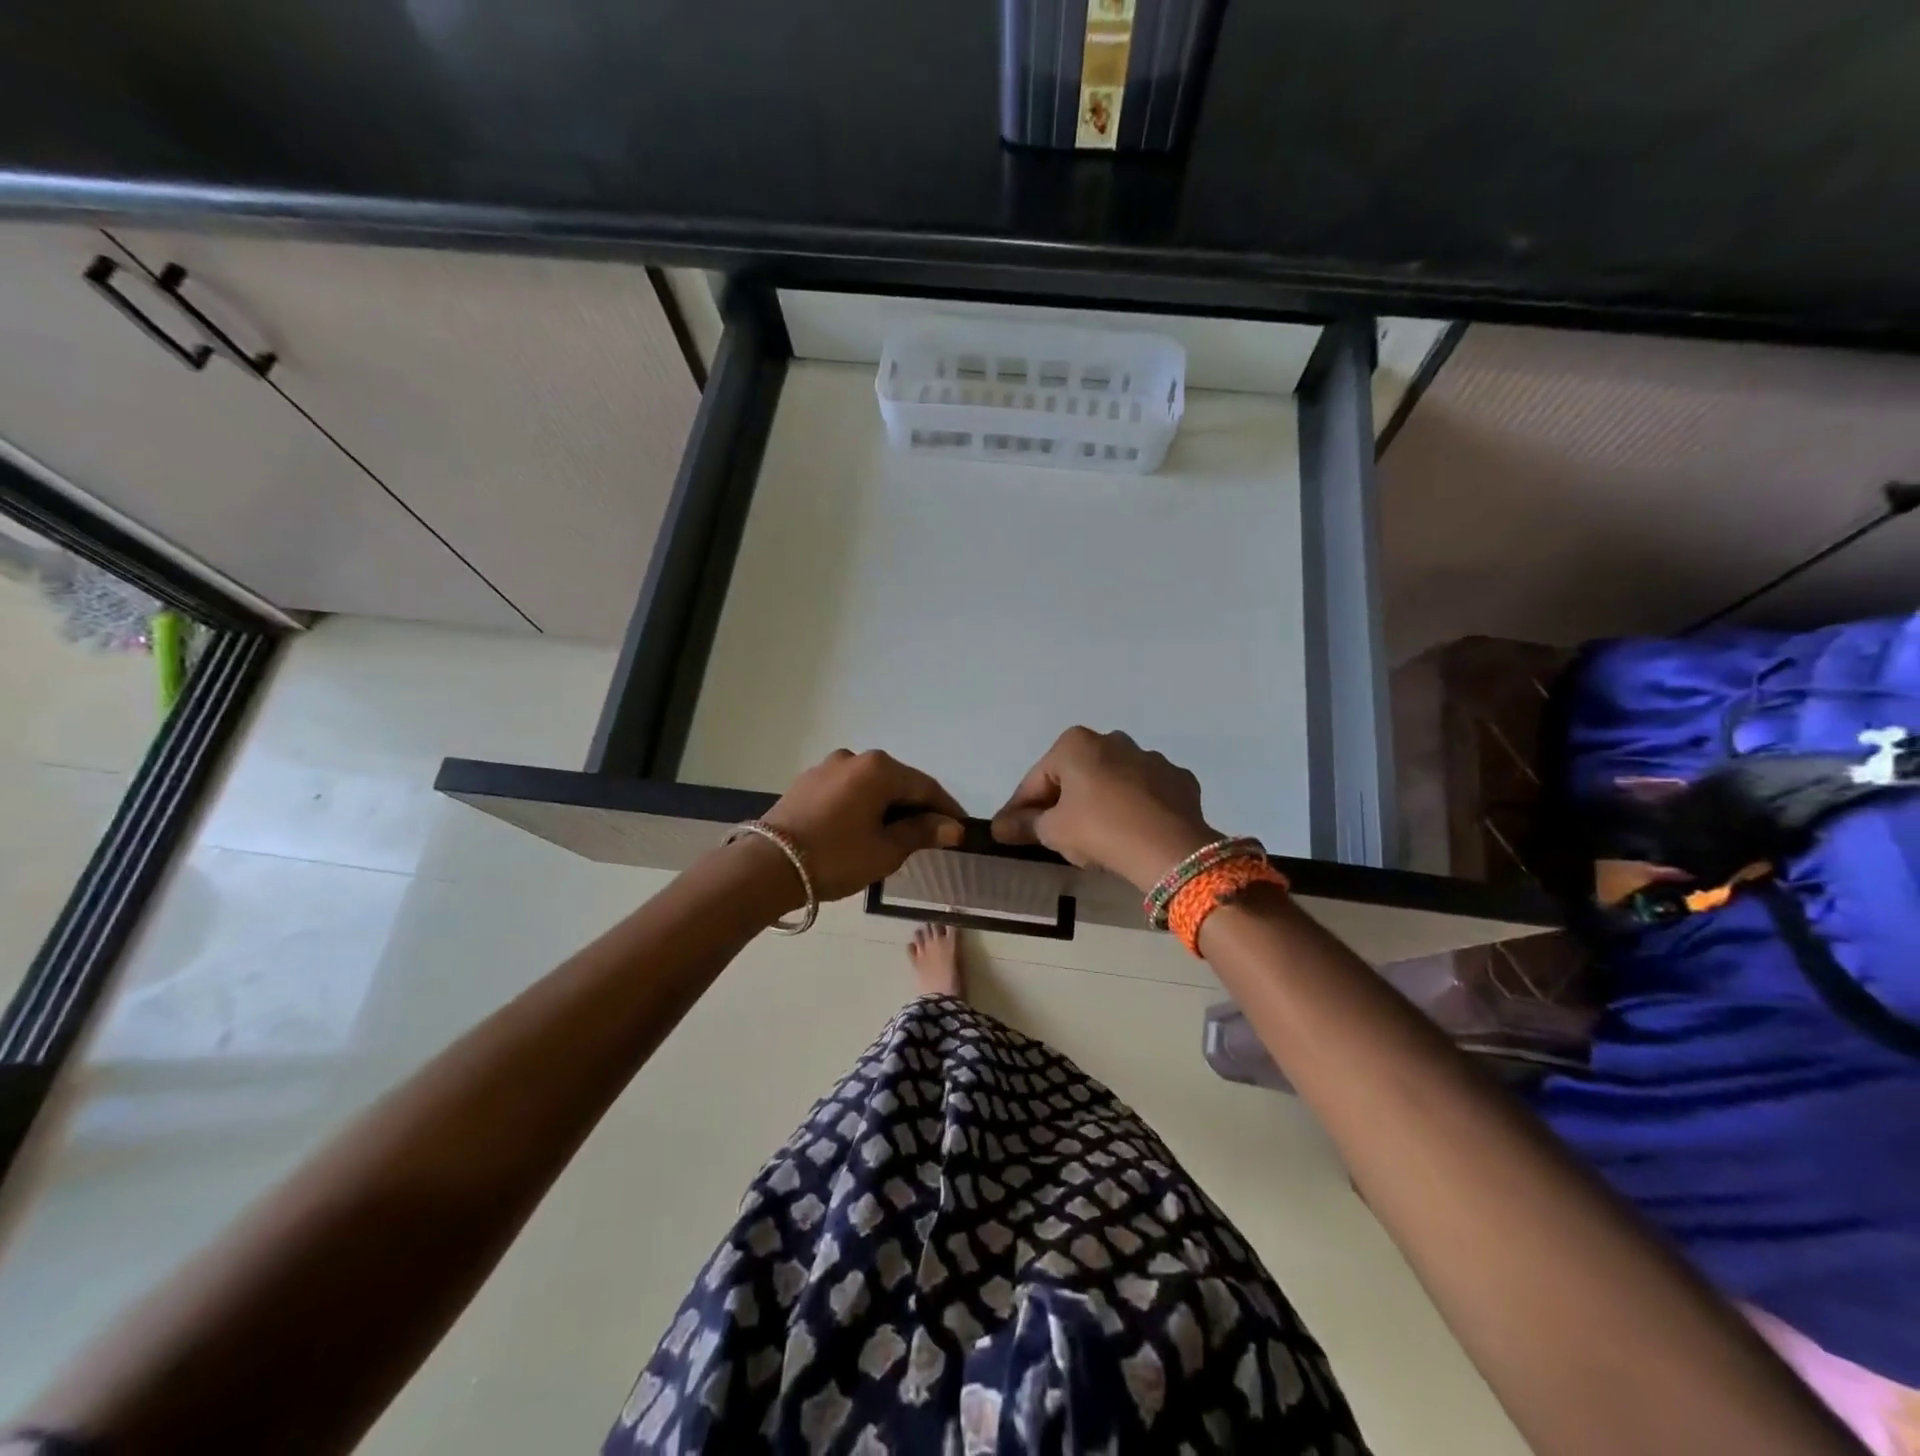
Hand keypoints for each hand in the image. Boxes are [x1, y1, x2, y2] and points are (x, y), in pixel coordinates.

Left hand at [760, 749, 965, 901]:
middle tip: (931, 835)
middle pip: (898, 782)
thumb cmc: (836, 857)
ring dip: (887, 806)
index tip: (960, 829)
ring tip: (895, 835)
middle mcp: (854, 758)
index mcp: (879, 769)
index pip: (925, 786)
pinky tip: (863, 828)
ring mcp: (827, 767)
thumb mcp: (886, 850)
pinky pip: (847, 790)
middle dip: (916, 807)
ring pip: (870, 786)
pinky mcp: (806, 782)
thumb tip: (952, 827)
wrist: (767, 866)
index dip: (946, 809)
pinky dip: (862, 806)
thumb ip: (921, 833)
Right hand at [990, 728, 1219, 892]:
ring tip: (1095, 836)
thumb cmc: (1099, 830)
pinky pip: (1146, 793)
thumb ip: (1025, 824)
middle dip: (1062, 800)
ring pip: (1113, 781)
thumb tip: (1000, 827)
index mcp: (1076, 744)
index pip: (1037, 779)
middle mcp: (1114, 740)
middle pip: (1076, 775)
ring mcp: (1151, 758)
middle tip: (1051, 833)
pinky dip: (1135, 808)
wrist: (1169, 849)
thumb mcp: (1053, 831)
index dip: (1019, 808)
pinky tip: (1131, 832)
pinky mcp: (1179, 780)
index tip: (1009, 830)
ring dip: (1100, 801)